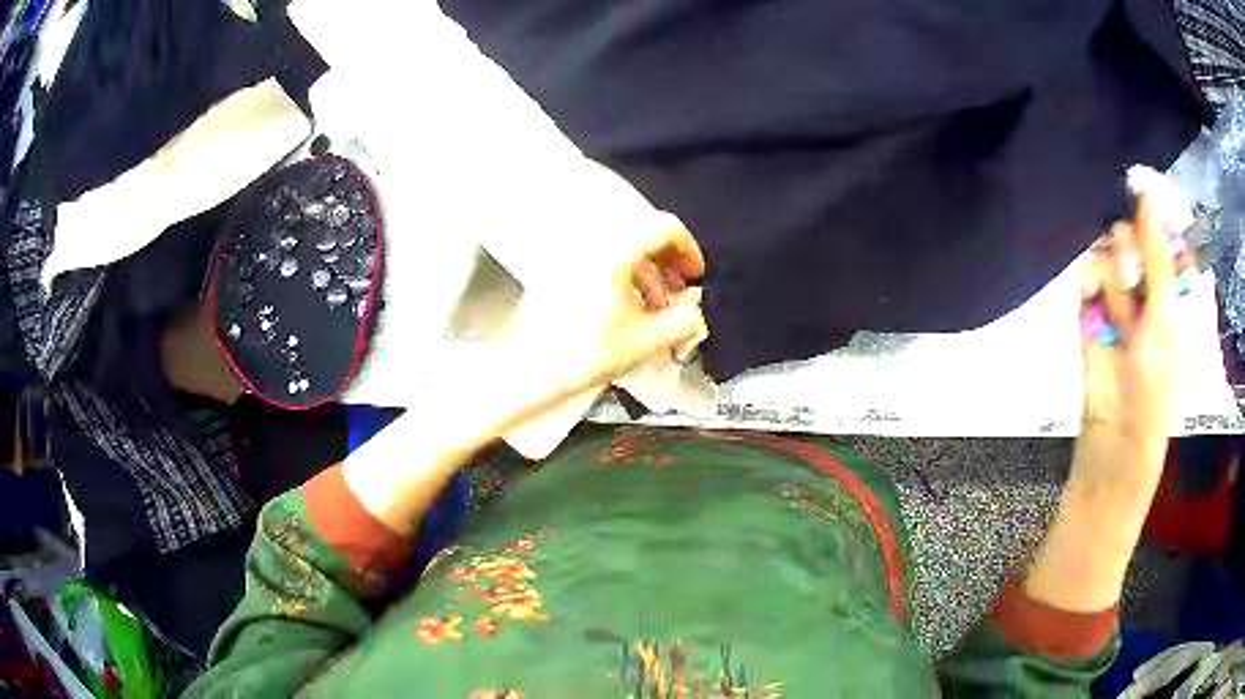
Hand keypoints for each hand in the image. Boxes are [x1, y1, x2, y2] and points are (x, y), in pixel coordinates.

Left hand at [491, 217, 707, 436]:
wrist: (534, 371)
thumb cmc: (586, 354)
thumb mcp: (646, 341)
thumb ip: (683, 321)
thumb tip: (695, 311)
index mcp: (615, 253)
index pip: (663, 227)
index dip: (688, 248)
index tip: (695, 274)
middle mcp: (592, 247)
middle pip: (642, 237)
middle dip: (668, 263)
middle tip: (680, 291)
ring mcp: (574, 259)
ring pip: (621, 252)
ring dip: (647, 274)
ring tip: (657, 309)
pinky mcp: (560, 274)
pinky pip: (601, 264)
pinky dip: (622, 279)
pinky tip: (629, 312)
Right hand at [1025, 194, 1177, 612]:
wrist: (1114, 448)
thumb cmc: (1153, 387)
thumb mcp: (1163, 317)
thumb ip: (1156, 257)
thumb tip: (1147, 194)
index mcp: (1171, 301)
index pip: (1162, 244)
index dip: (1151, 221)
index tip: (1137, 194)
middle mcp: (1146, 302)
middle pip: (1133, 249)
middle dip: (1127, 248)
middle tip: (1127, 265)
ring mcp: (1117, 316)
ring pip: (1107, 266)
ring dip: (1106, 270)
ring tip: (1107, 291)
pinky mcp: (1089, 329)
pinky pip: (1085, 292)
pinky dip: (1085, 288)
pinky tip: (1087, 296)